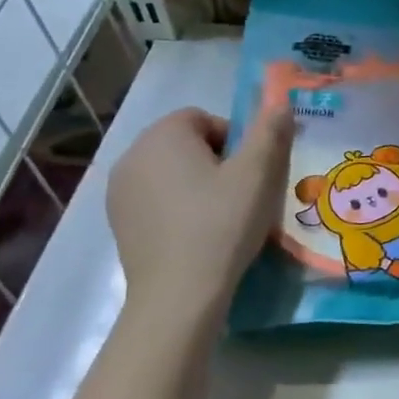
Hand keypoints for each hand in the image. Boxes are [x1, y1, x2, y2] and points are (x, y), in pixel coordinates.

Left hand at [106, 101, 293, 319]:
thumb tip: (280, 103)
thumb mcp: (258, 174)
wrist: (178, 295)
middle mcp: (132, 154)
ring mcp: (119, 191)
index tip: (251, 173)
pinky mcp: (119, 222)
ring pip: (170, 173)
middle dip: (216, 161)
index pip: (204, 118)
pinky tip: (196, 236)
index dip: (235, 140)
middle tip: (242, 195)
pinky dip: (177, 208)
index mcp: (163, 135)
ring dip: (196, 185)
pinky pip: (156, 200)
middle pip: (185, 144)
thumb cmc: (221, 224)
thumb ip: (270, 131)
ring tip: (221, 218)